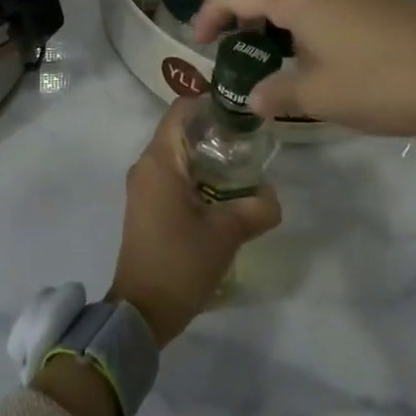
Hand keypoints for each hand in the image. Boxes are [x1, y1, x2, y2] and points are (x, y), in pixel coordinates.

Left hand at [107, 98, 280, 345]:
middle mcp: (146, 165)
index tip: (243, 113)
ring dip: (209, 157)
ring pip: (180, 155)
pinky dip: (198, 176)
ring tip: (245, 167)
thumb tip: (272, 195)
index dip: (212, 104)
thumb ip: (256, 208)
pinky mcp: (147, 205)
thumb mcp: (226, 234)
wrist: (142, 311)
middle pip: (183, 130)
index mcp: (159, 160)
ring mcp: (144, 186)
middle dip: (217, 132)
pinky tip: (225, 192)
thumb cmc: (180, 263)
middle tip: (253, 143)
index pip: (182, 110)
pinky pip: (174, 176)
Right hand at [192, 0, 415, 151]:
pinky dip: (301, 4)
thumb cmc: (383, 83)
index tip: (198, 42)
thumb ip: (276, 94)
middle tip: (235, 35)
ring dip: (272, 0)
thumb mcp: (319, 98)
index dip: (207, 13)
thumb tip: (252, 98)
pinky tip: (314, 42)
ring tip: (271, 41)